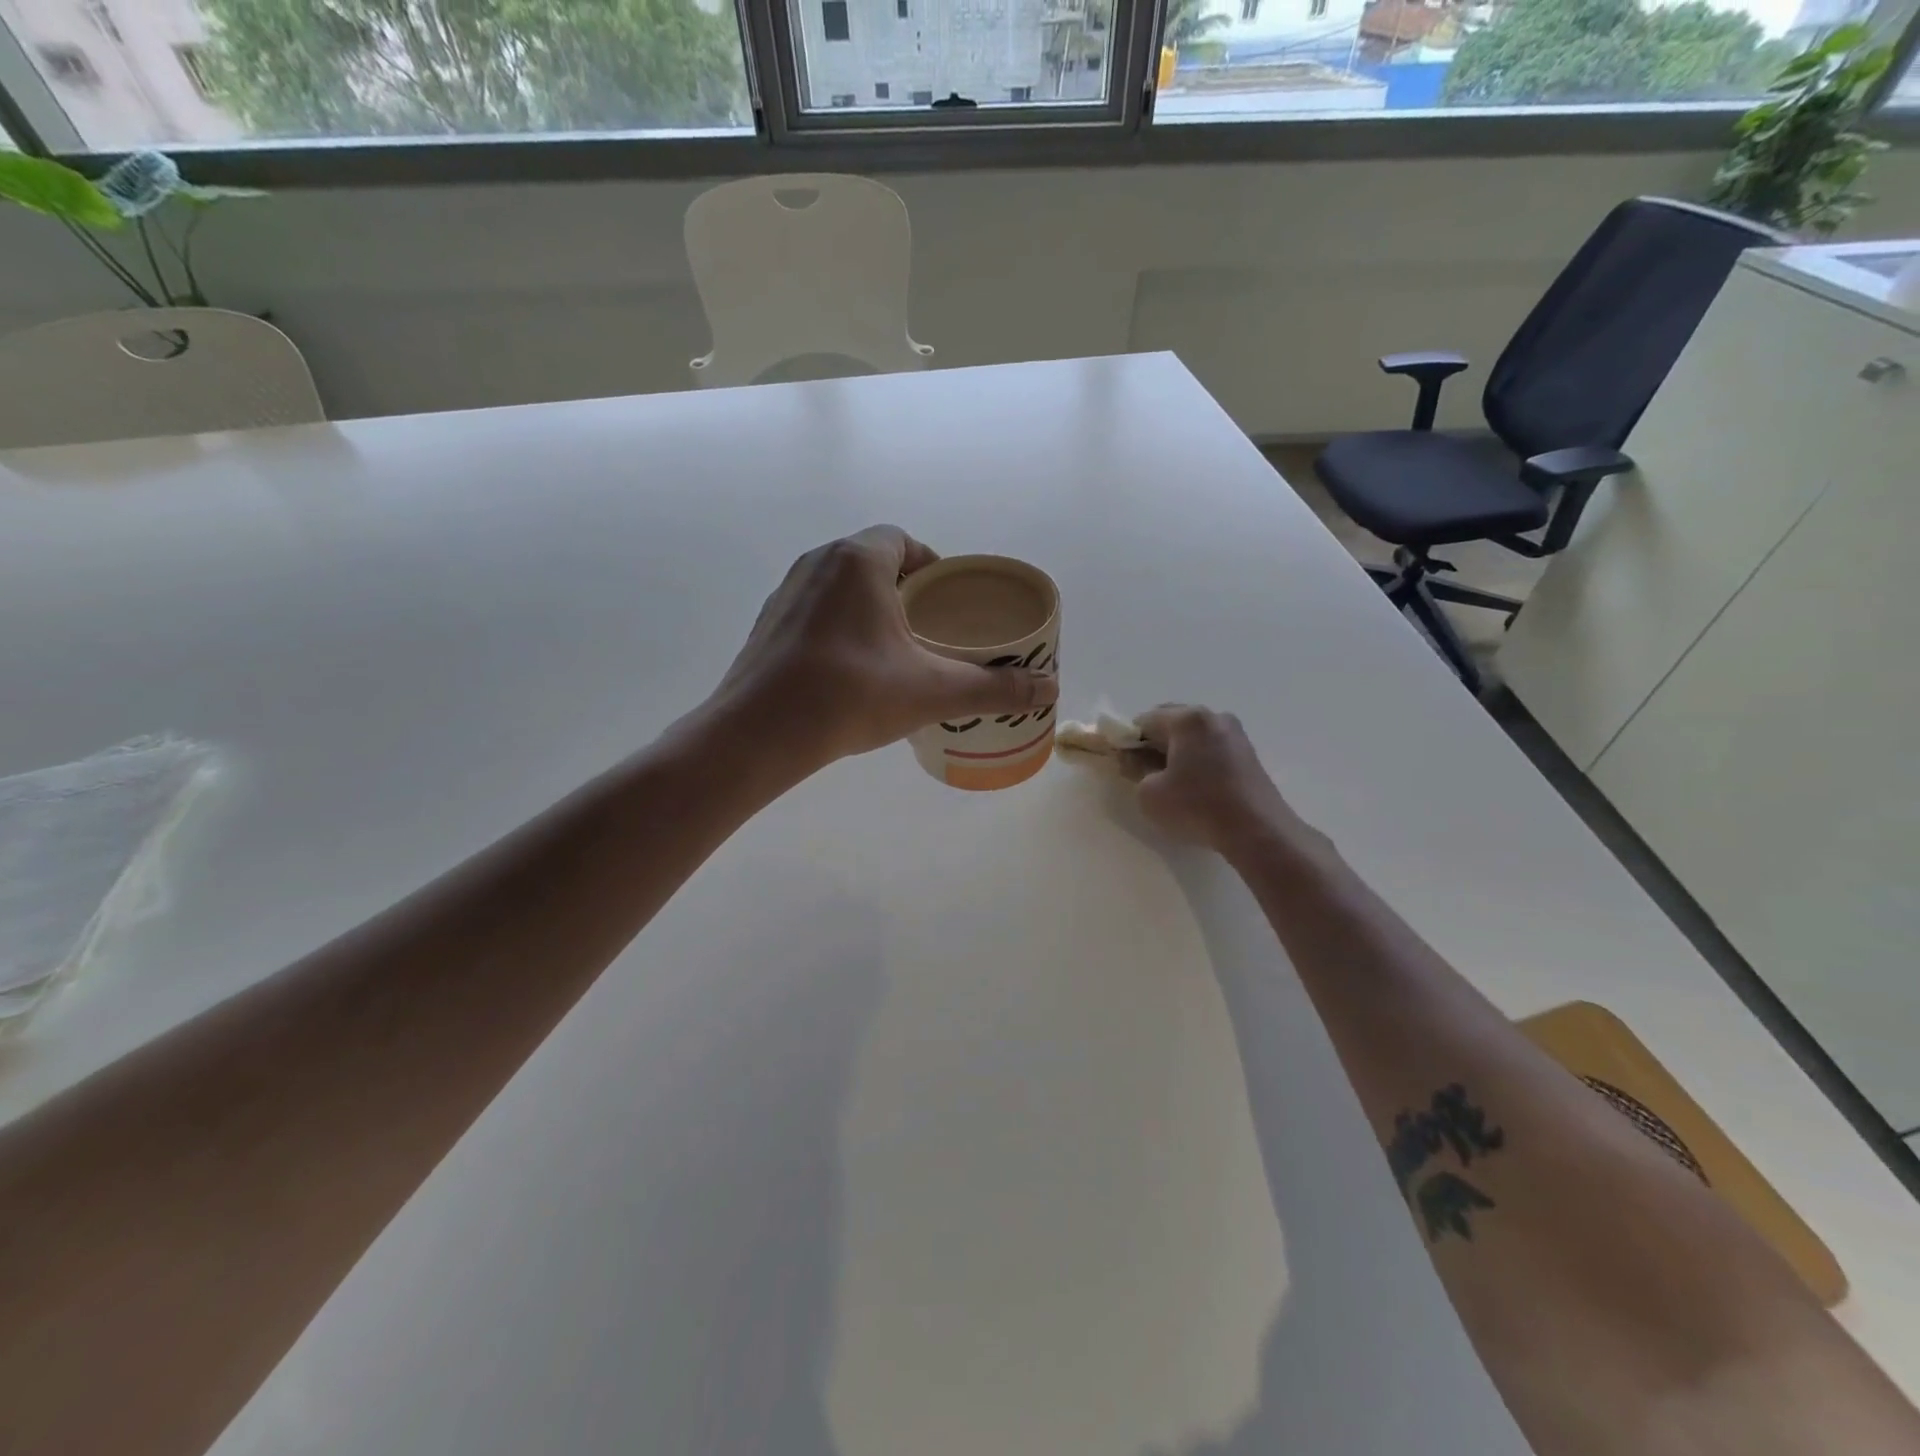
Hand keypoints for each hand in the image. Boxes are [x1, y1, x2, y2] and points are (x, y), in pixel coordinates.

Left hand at [714, 526, 1057, 771]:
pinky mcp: (766, 626)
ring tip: (893, 649)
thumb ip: (993, 688)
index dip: (930, 562)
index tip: (946, 597)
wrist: (760, 732)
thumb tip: (1050, 689)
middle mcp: (817, 564)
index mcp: (858, 561)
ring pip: (838, 586)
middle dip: (902, 587)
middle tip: (928, 627)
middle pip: (870, 560)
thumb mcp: (932, 692)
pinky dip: (836, 627)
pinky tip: (849, 669)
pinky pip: (812, 612)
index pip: (901, 540)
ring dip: (867, 606)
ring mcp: (786, 594)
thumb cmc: (852, 695)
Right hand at [1128, 705, 1315, 859]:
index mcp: (1187, 719)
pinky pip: (1211, 747)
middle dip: (1153, 743)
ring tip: (1170, 782)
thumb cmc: (1197, 807)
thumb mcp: (1149, 793)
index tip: (1123, 763)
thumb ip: (1134, 769)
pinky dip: (1197, 760)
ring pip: (1192, 735)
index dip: (1128, 741)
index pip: (1144, 720)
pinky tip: (1194, 786)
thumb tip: (1132, 758)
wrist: (1257, 830)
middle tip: (1144, 772)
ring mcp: (1235, 733)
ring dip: (1176, 752)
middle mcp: (1213, 716)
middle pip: (1171, 722)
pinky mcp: (1248, 753)